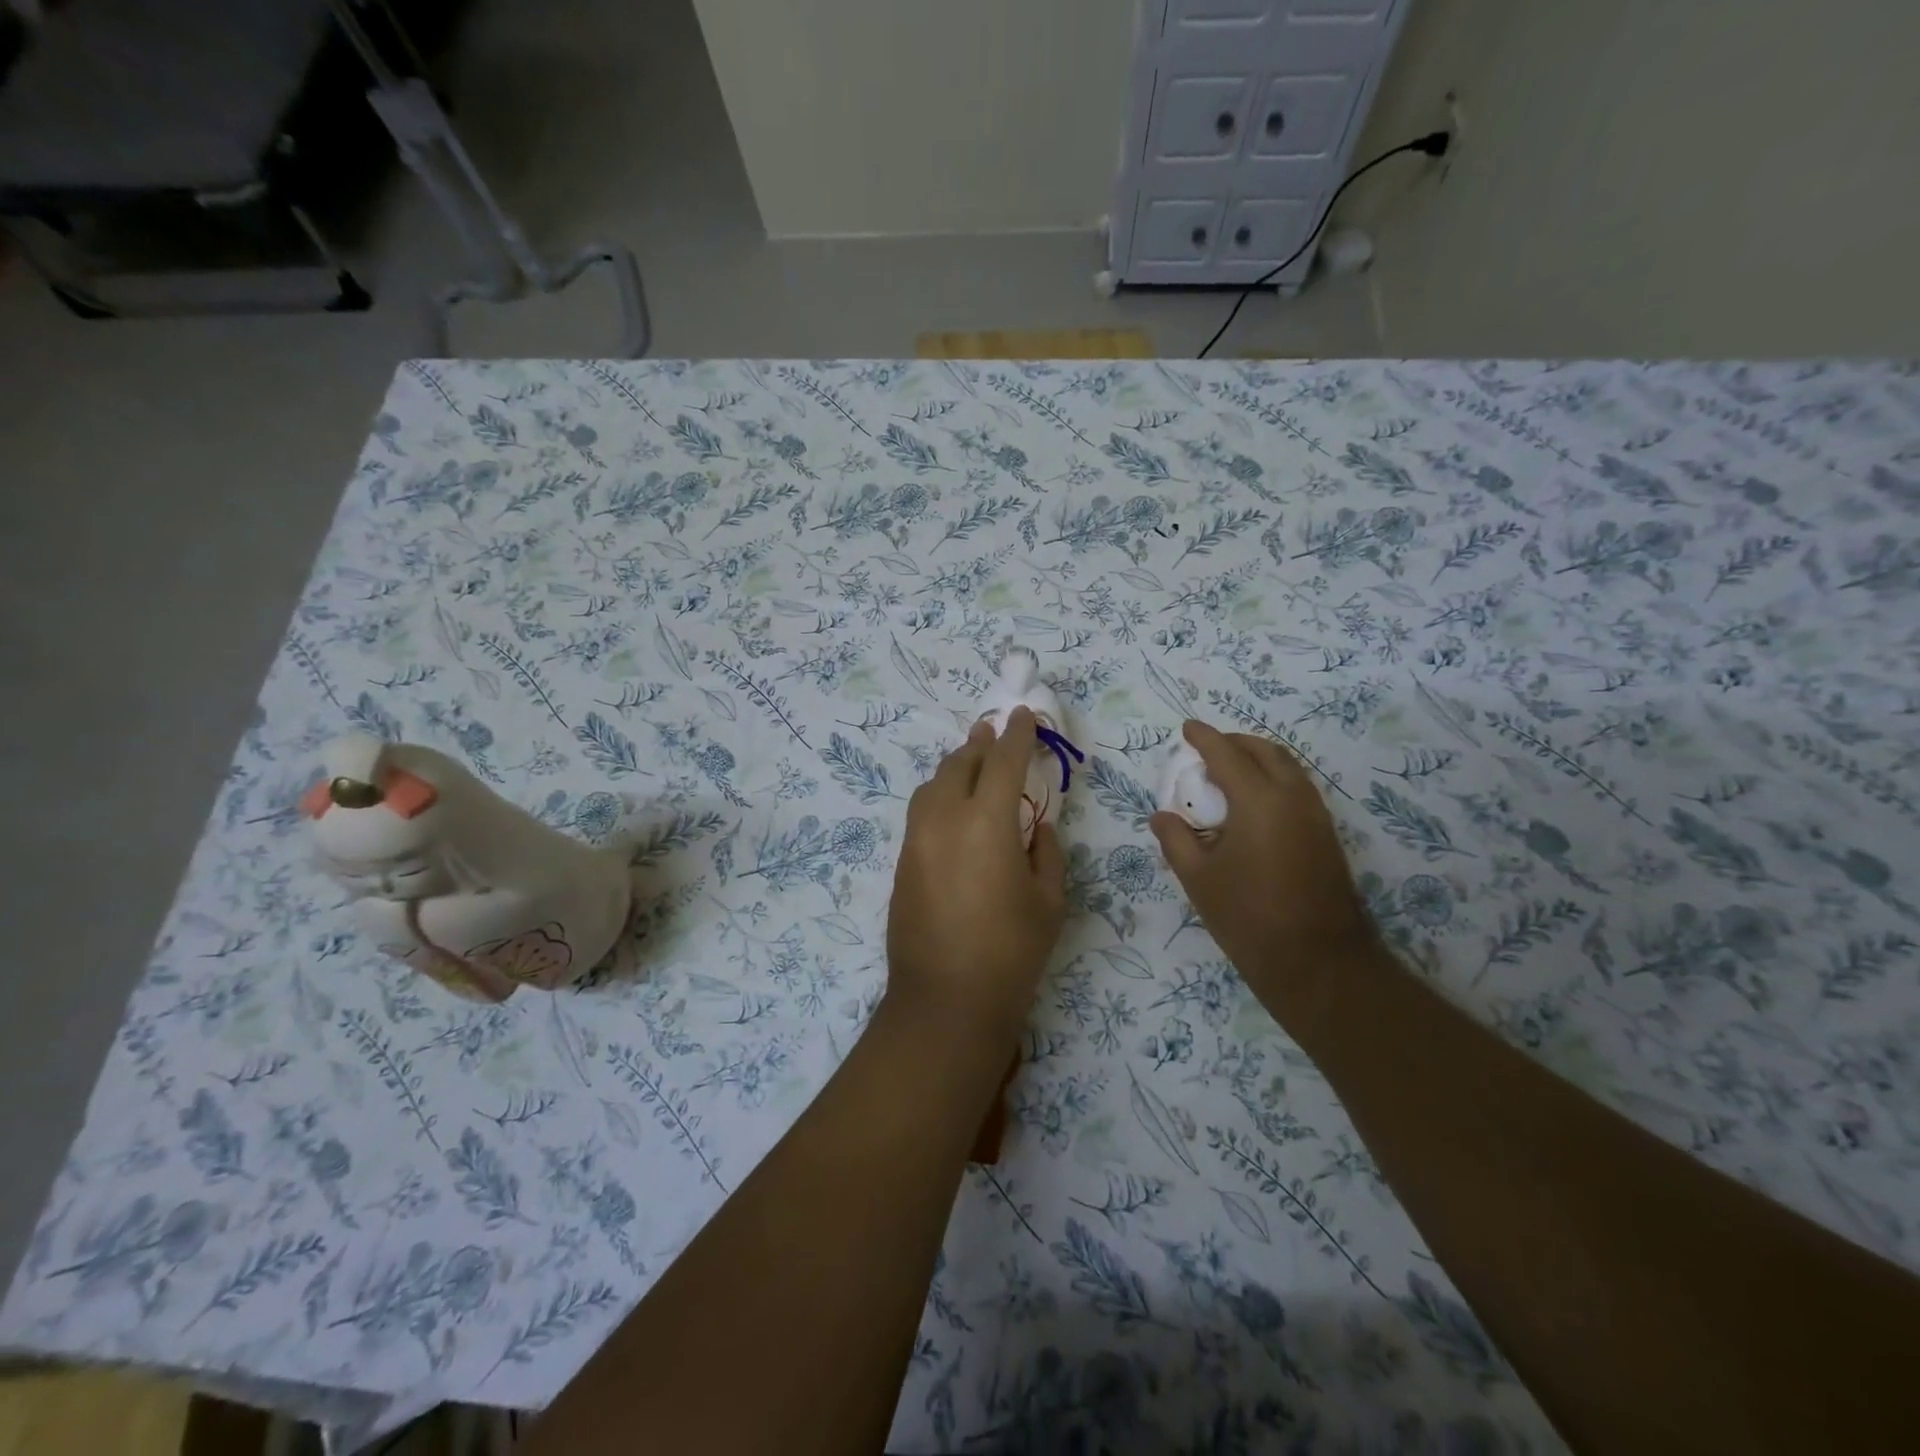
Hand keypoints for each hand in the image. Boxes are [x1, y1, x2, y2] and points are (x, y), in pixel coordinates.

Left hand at [886, 708, 1066, 1048]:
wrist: (945, 1000)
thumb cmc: (1011, 951)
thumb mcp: (1049, 900)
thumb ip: (1046, 851)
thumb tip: (1035, 826)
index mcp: (986, 821)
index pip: (1002, 761)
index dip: (1016, 734)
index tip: (1022, 715)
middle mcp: (944, 819)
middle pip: (959, 764)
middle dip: (979, 744)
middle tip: (993, 732)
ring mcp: (916, 840)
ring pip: (932, 785)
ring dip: (954, 767)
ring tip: (970, 763)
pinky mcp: (901, 862)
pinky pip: (920, 812)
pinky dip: (938, 796)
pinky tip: (951, 807)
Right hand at [1150, 721, 1376, 1015]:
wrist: (1318, 961)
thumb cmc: (1249, 917)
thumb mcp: (1198, 878)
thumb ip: (1176, 839)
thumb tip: (1162, 816)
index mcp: (1258, 800)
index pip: (1227, 754)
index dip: (1204, 737)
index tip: (1187, 727)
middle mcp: (1293, 797)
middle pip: (1265, 751)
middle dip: (1235, 742)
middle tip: (1207, 749)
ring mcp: (1316, 816)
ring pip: (1288, 768)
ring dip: (1258, 759)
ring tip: (1229, 773)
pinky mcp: (1326, 835)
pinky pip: (1297, 788)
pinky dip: (1273, 779)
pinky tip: (1253, 804)